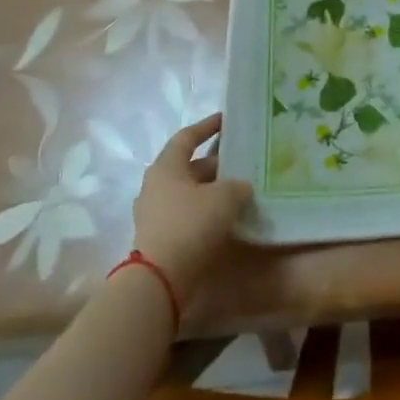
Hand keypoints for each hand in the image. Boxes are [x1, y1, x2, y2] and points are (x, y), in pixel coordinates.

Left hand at [130, 113, 252, 300]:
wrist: (161, 279)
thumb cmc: (191, 225)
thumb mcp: (225, 197)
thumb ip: (237, 185)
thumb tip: (240, 187)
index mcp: (166, 167)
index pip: (187, 137)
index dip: (207, 126)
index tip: (227, 120)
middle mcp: (156, 186)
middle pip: (190, 167)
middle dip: (218, 164)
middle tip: (244, 162)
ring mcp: (155, 213)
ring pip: (190, 192)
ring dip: (213, 190)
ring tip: (241, 190)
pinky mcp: (161, 237)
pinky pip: (188, 214)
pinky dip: (207, 211)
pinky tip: (229, 217)